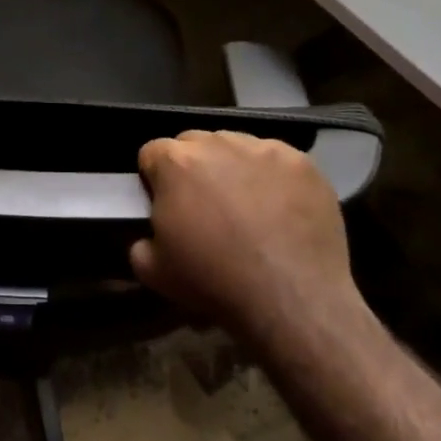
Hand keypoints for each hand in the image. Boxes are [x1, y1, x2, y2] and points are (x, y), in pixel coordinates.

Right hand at [130, 130, 365, 341]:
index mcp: (175, 162)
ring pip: (236, 146)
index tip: (167, 204)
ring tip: (247, 205)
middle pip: (194, 143)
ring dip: (233, 167)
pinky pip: (276, 159)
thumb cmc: (216, 281)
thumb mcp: (154, 271)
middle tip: (206, 206)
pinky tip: (281, 208)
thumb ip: (140, 241)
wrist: (292, 298)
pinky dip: (272, 177)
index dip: (155, 179)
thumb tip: (149, 235)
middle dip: (193, 167)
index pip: (152, 152)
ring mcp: (262, 149)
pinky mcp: (300, 162)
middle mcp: (217, 143)